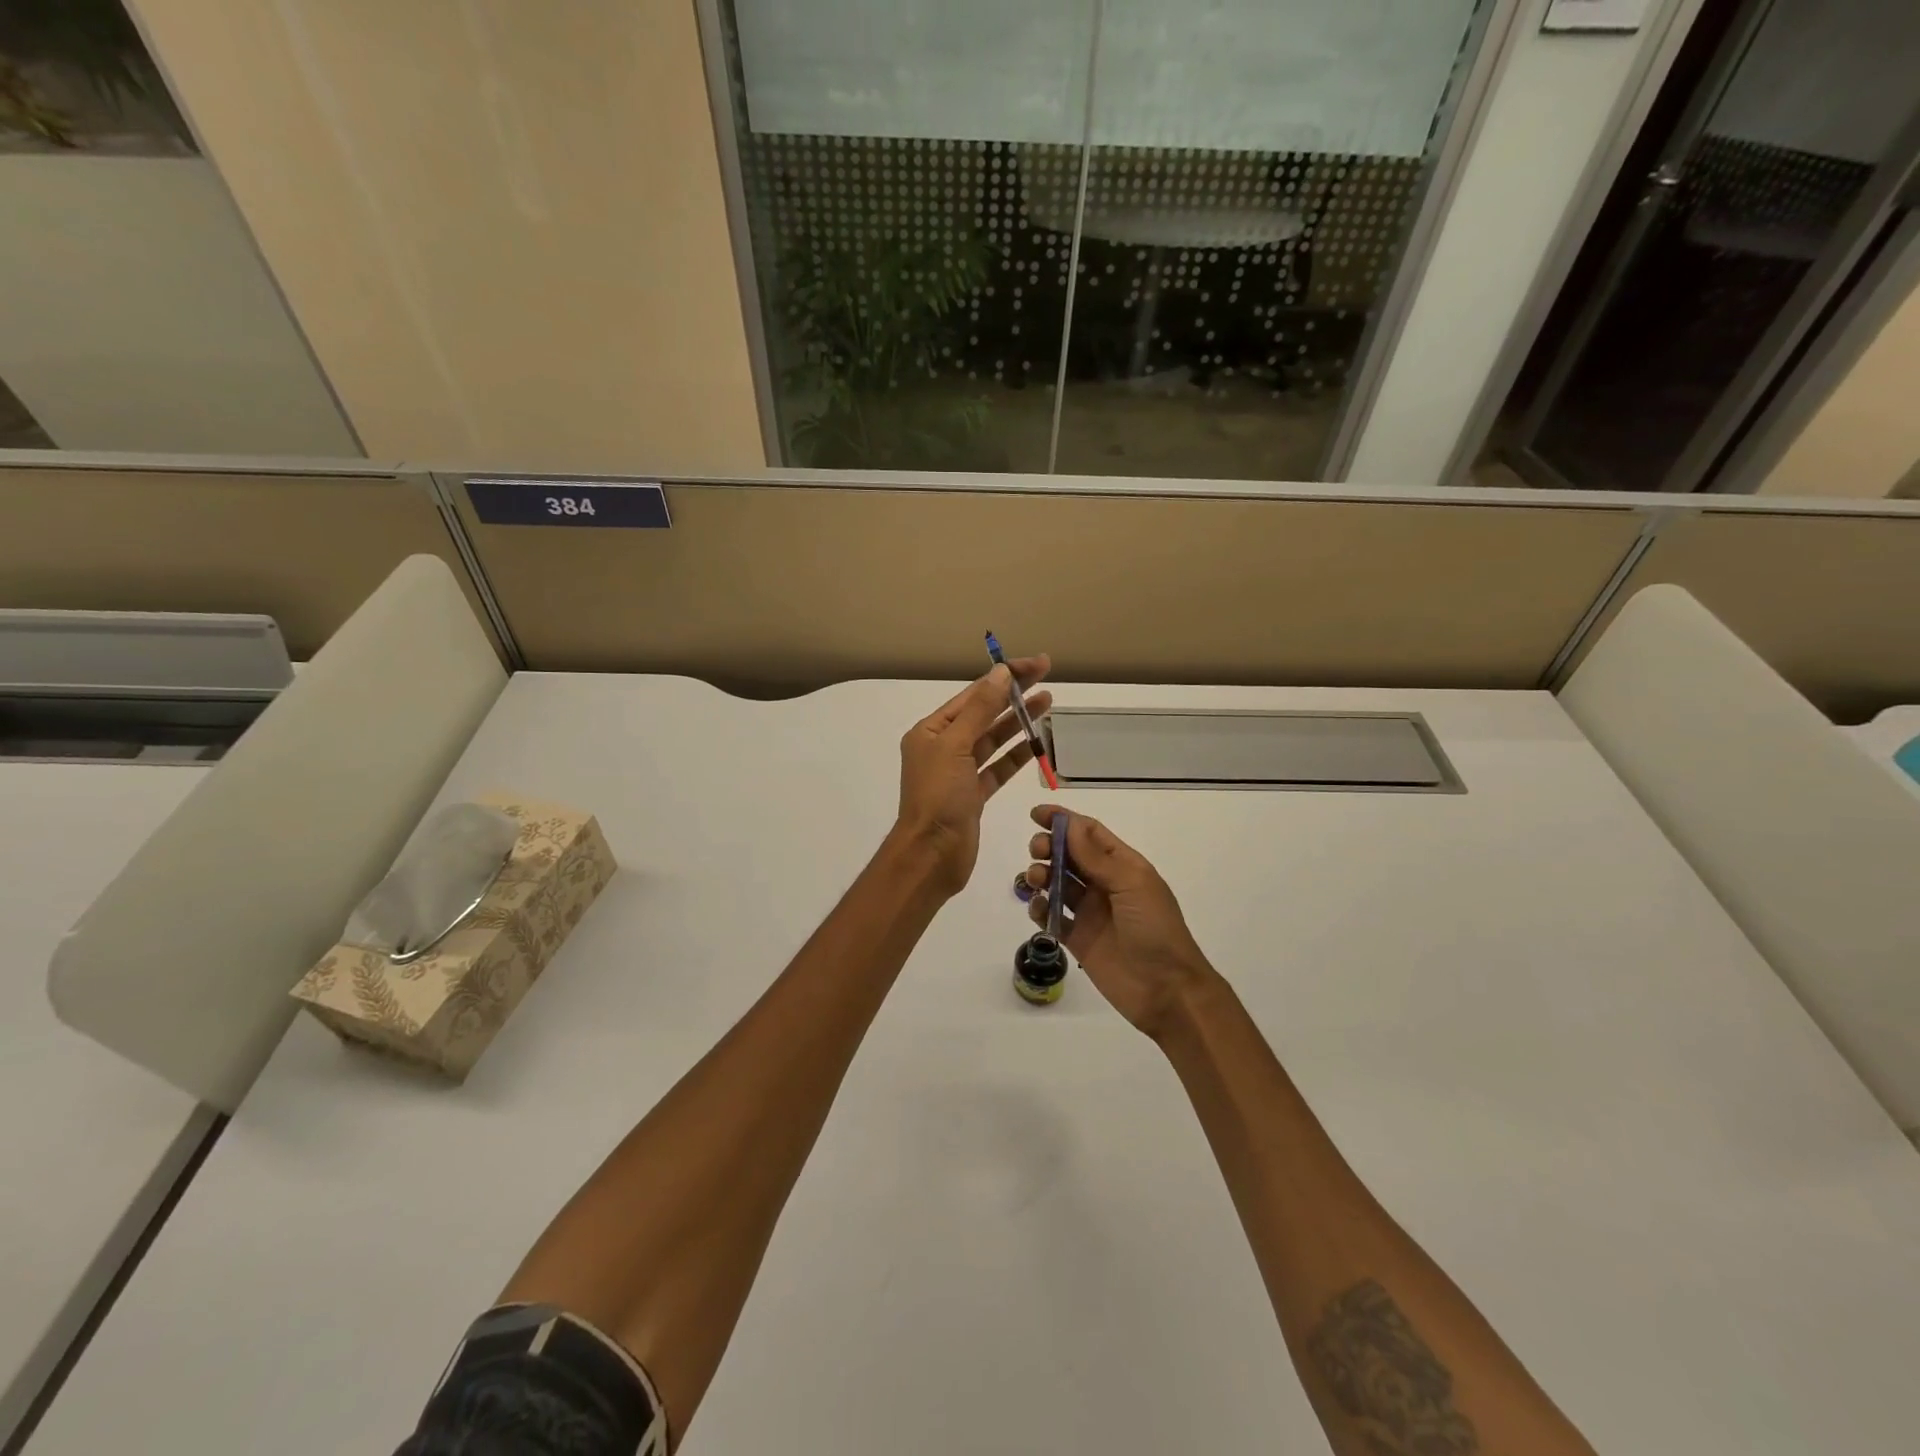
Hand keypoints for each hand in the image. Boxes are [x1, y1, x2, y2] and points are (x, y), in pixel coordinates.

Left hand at [895, 657, 1051, 895]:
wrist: (932, 855)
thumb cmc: (938, 797)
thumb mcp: (956, 746)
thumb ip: (980, 709)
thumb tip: (1001, 673)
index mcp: (930, 731)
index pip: (973, 695)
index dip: (1005, 677)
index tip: (1035, 665)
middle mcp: (943, 747)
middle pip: (984, 714)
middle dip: (1015, 696)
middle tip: (1047, 677)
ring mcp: (959, 772)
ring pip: (993, 740)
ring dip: (1019, 722)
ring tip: (1048, 703)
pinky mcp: (973, 795)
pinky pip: (998, 768)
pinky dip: (1017, 756)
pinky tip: (1037, 743)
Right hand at [1023, 806, 1214, 1038]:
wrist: (1167, 990)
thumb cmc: (1156, 929)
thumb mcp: (1131, 886)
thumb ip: (1097, 858)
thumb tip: (1071, 824)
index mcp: (1123, 865)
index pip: (1089, 833)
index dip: (1063, 821)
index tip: (1036, 815)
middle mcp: (1104, 884)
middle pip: (1068, 855)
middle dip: (1048, 847)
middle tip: (1036, 852)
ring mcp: (1089, 912)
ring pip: (1056, 883)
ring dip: (1040, 874)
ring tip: (1035, 880)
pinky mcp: (1077, 939)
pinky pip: (1051, 916)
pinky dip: (1039, 908)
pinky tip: (1038, 907)